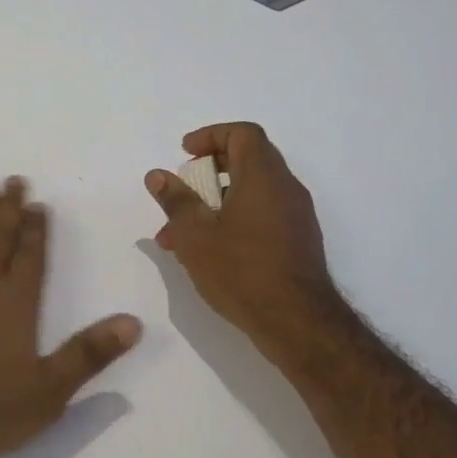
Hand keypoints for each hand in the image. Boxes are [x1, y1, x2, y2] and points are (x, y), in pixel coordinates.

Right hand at [145, 123, 342, 352]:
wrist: (298, 323)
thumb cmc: (241, 271)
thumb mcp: (195, 235)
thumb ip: (175, 200)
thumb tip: (158, 175)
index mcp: (263, 177)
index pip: (243, 133)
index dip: (211, 135)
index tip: (185, 154)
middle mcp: (285, 188)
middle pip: (247, 160)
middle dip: (206, 173)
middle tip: (180, 192)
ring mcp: (296, 215)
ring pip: (250, 192)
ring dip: (214, 203)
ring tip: (179, 236)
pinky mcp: (298, 240)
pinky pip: (261, 214)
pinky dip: (233, 219)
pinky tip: (208, 252)